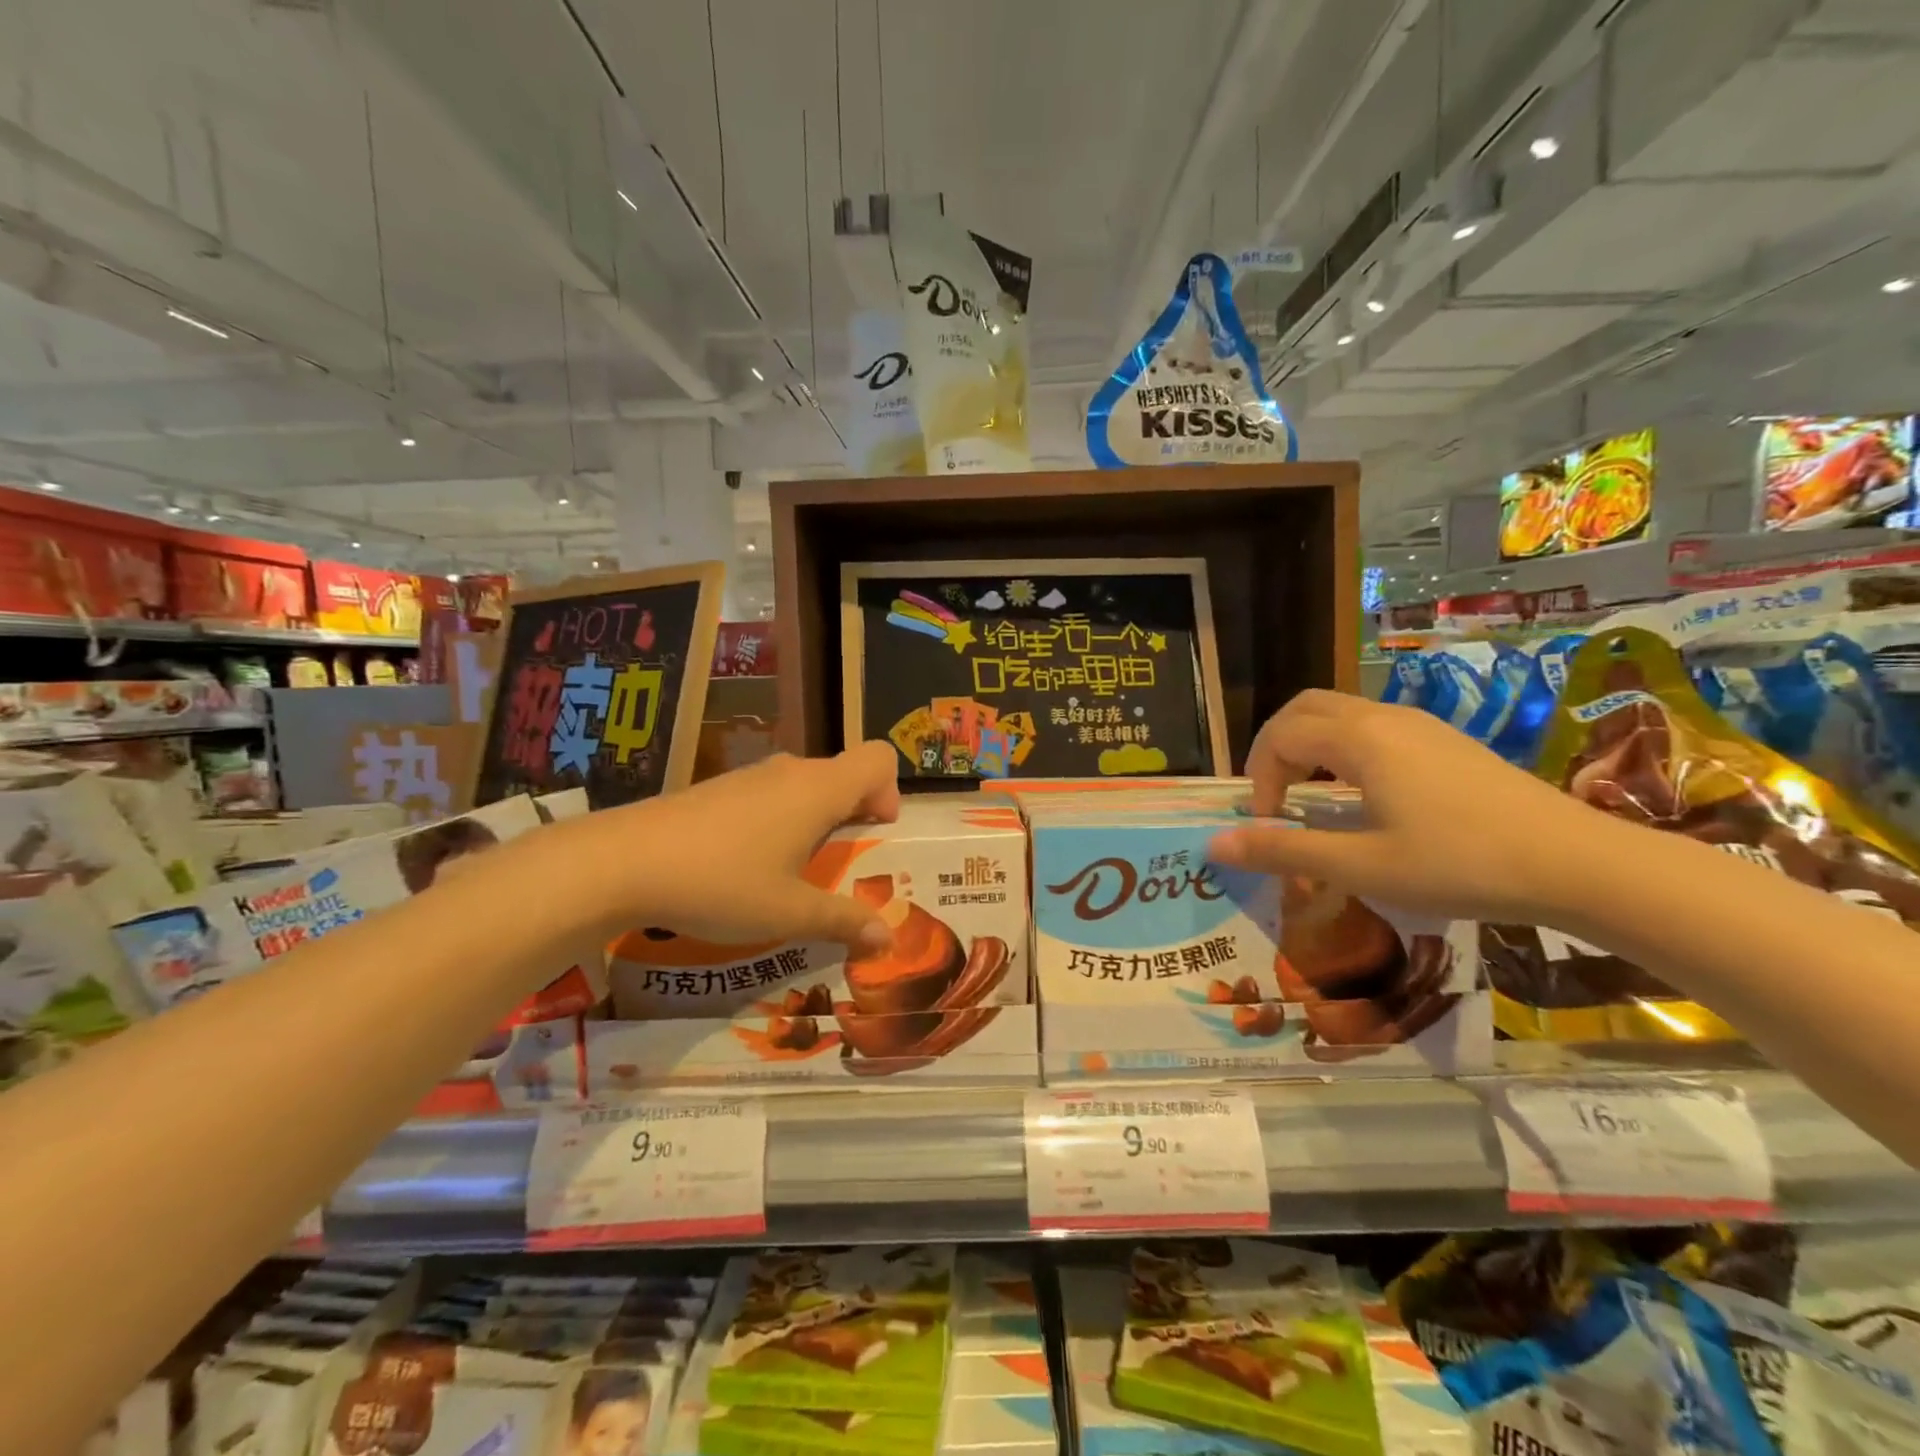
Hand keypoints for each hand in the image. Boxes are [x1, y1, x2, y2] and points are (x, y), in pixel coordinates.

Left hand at [556, 742, 901, 947]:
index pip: (878, 759)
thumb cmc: (722, 883)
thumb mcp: (789, 913)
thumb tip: (887, 938)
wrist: (623, 862)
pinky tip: (746, 865)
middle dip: (853, 814)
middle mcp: (790, 772)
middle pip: (843, 774)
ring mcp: (749, 776)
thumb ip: (843, 921)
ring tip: (793, 871)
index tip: (872, 833)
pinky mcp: (717, 788)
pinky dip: (778, 820)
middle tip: (839, 865)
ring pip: (803, 785)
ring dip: (814, 820)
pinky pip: (769, 795)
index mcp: (819, 791)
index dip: (888, 792)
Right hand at [1207, 690, 1616, 922]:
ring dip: (1310, 746)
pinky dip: (1344, 748)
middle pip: (1306, 708)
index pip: (1280, 736)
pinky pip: (1373, 726)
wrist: (1579, 863)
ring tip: (1313, 797)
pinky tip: (1365, 794)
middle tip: (1276, 796)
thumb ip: (1284, 851)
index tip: (1269, 824)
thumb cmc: (1460, 864)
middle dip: (1275, 747)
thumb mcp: (1362, 866)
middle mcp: (1385, 717)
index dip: (1259, 777)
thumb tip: (1214, 845)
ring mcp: (1421, 725)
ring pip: (1341, 713)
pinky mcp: (1447, 741)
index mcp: (1359, 739)